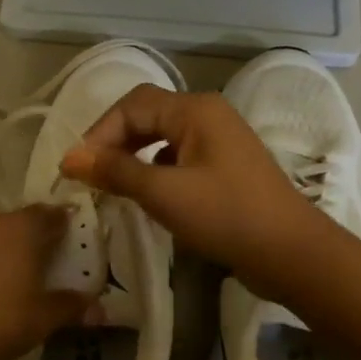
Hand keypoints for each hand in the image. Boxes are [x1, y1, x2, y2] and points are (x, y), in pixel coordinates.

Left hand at [0, 206, 96, 359]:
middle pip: (17, 223)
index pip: (51, 214)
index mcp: (22, 228)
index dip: (63, 224)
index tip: (70, 239)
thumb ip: (72, 307)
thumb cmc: (2, 322)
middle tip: (40, 265)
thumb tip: (97, 308)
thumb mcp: (46, 318)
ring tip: (5, 281)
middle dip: (30, 238)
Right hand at [60, 85, 328, 297]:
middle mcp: (207, 115)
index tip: (77, 169)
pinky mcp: (224, 167)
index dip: (99, 132)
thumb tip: (69, 158)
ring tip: (111, 184)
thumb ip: (115, 171)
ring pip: (161, 137)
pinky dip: (154, 170)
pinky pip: (177, 157)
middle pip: (146, 116)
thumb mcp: (164, 193)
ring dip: (132, 156)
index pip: (132, 106)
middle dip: (113, 141)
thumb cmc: (226, 216)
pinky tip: (146, 194)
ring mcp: (219, 141)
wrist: (292, 253)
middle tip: (90, 175)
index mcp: (195, 110)